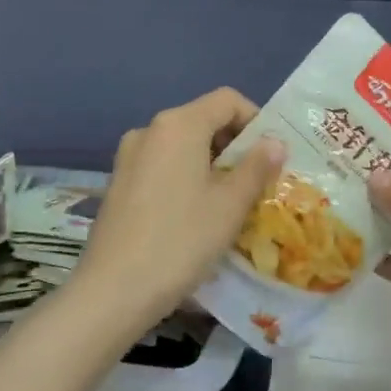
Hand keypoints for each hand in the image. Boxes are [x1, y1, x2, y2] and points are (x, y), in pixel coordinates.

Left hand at [77, 88, 285, 327]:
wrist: (115, 290)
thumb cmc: (181, 241)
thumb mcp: (230, 205)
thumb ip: (257, 167)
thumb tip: (275, 142)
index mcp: (178, 125)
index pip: (227, 100)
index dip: (256, 120)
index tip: (272, 156)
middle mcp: (149, 130)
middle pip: (203, 121)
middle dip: (235, 146)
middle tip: (258, 183)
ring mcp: (129, 157)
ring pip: (182, 146)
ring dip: (212, 164)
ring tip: (231, 202)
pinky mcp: (119, 183)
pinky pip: (162, 166)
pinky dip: (186, 178)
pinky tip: (196, 215)